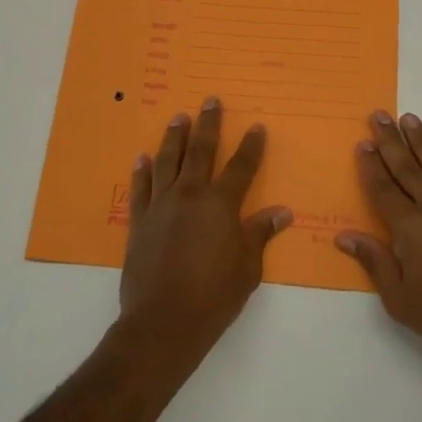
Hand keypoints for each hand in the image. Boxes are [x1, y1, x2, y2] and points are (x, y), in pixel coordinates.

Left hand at [120, 98, 292, 357]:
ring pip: (167, 161)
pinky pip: (140, 189)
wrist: (163, 321)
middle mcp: (190, 195)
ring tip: (178, 117)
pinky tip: (141, 158)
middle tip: (210, 100)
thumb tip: (282, 212)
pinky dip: (141, 171)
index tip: (256, 126)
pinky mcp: (139, 221)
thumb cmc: (214, 296)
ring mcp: (161, 206)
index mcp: (221, 205)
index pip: (241, 167)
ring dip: (173, 137)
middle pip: (201, 151)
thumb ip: (260, 234)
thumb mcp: (247, 268)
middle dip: (208, 125)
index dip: (250, 146)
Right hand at [336, 112, 421, 374]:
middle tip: (380, 116)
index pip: (383, 188)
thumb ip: (374, 262)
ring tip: (409, 118)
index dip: (371, 165)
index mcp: (410, 228)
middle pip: (407, 169)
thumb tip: (345, 236)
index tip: (362, 143)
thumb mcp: (399, 299)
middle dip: (390, 141)